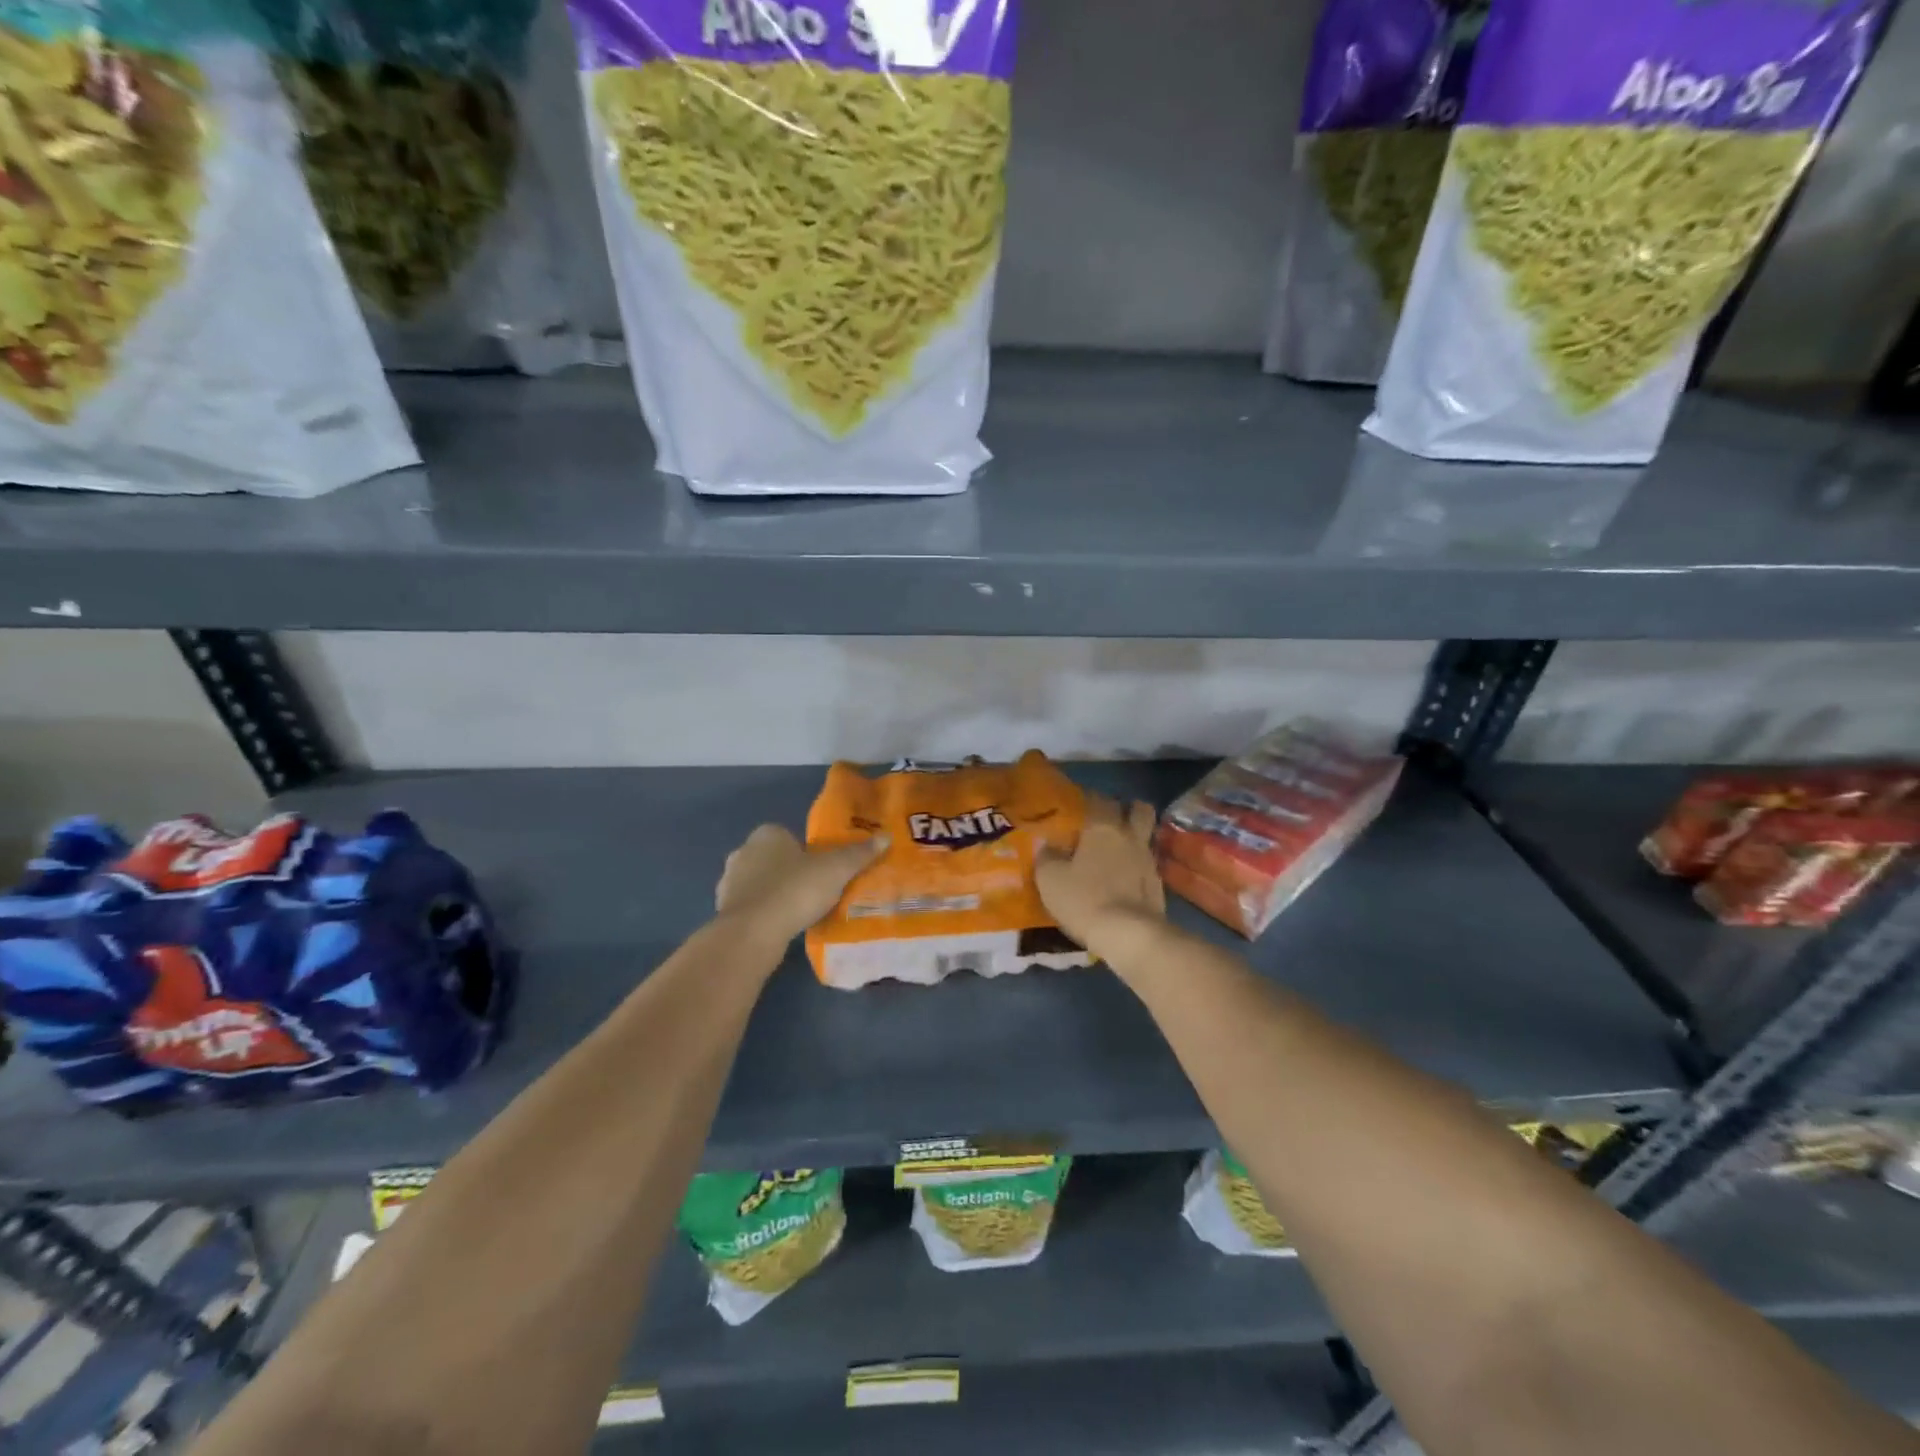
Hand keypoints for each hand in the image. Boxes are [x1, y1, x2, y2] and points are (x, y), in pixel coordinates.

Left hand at [716, 824, 886, 946]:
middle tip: (816, 891)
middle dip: (791, 872)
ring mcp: (729, 883)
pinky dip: (765, 915)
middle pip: (774, 858)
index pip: (789, 836)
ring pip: (760, 884)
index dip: (807, 852)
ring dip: (776, 894)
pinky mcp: (724, 911)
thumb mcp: (836, 869)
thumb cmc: (795, 889)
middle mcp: (743, 852)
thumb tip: (885, 837)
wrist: (753, 932)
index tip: (823, 870)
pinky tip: (782, 928)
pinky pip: (752, 907)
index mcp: (766, 834)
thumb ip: (859, 853)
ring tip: (801, 913)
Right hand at [1035, 795, 1165, 961]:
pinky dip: (1137, 865)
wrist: (1129, 935)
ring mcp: (1149, 859)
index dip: (1088, 798)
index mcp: (1103, 827)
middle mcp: (1130, 836)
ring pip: (1146, 835)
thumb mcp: (1049, 878)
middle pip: (1138, 809)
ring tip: (1116, 850)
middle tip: (1107, 821)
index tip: (1077, 805)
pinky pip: (1148, 863)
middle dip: (1125, 809)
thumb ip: (1047, 856)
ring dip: (1134, 837)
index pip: (1099, 798)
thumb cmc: (1084, 899)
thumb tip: (1048, 846)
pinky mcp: (1159, 884)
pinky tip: (1124, 878)